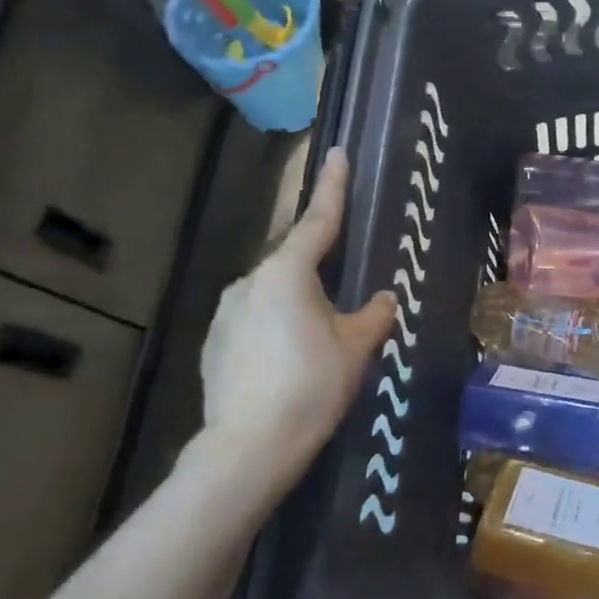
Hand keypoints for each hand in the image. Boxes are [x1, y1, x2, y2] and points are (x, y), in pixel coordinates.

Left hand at [199, 146, 395, 473]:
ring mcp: (225, 313)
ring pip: (273, 296)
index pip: (318, 221)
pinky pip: (254, 323)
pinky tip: (289, 366)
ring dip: (297, 308)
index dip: (332, 187)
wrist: (251, 445)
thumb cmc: (312, 385)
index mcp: (287, 273)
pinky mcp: (214, 344)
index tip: (337, 153)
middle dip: (320, 277)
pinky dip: (275, 332)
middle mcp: (250, 283)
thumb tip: (383, 298)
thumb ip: (373, 315)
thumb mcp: (356, 347)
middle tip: (345, 310)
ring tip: (319, 349)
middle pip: (294, 265)